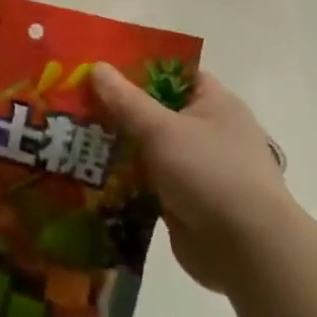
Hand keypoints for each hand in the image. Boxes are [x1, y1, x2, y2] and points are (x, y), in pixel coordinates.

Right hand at [91, 65, 291, 295]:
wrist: (246, 250)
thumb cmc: (210, 173)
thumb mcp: (162, 129)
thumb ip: (126, 100)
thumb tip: (96, 66)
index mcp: (215, 103)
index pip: (174, 73)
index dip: (138, 67)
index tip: (99, 68)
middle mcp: (208, 132)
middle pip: (155, 111)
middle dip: (117, 109)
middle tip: (73, 102)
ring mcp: (196, 168)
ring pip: (147, 148)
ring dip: (116, 147)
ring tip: (70, 137)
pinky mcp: (184, 200)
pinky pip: (146, 181)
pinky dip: (123, 180)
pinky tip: (87, 175)